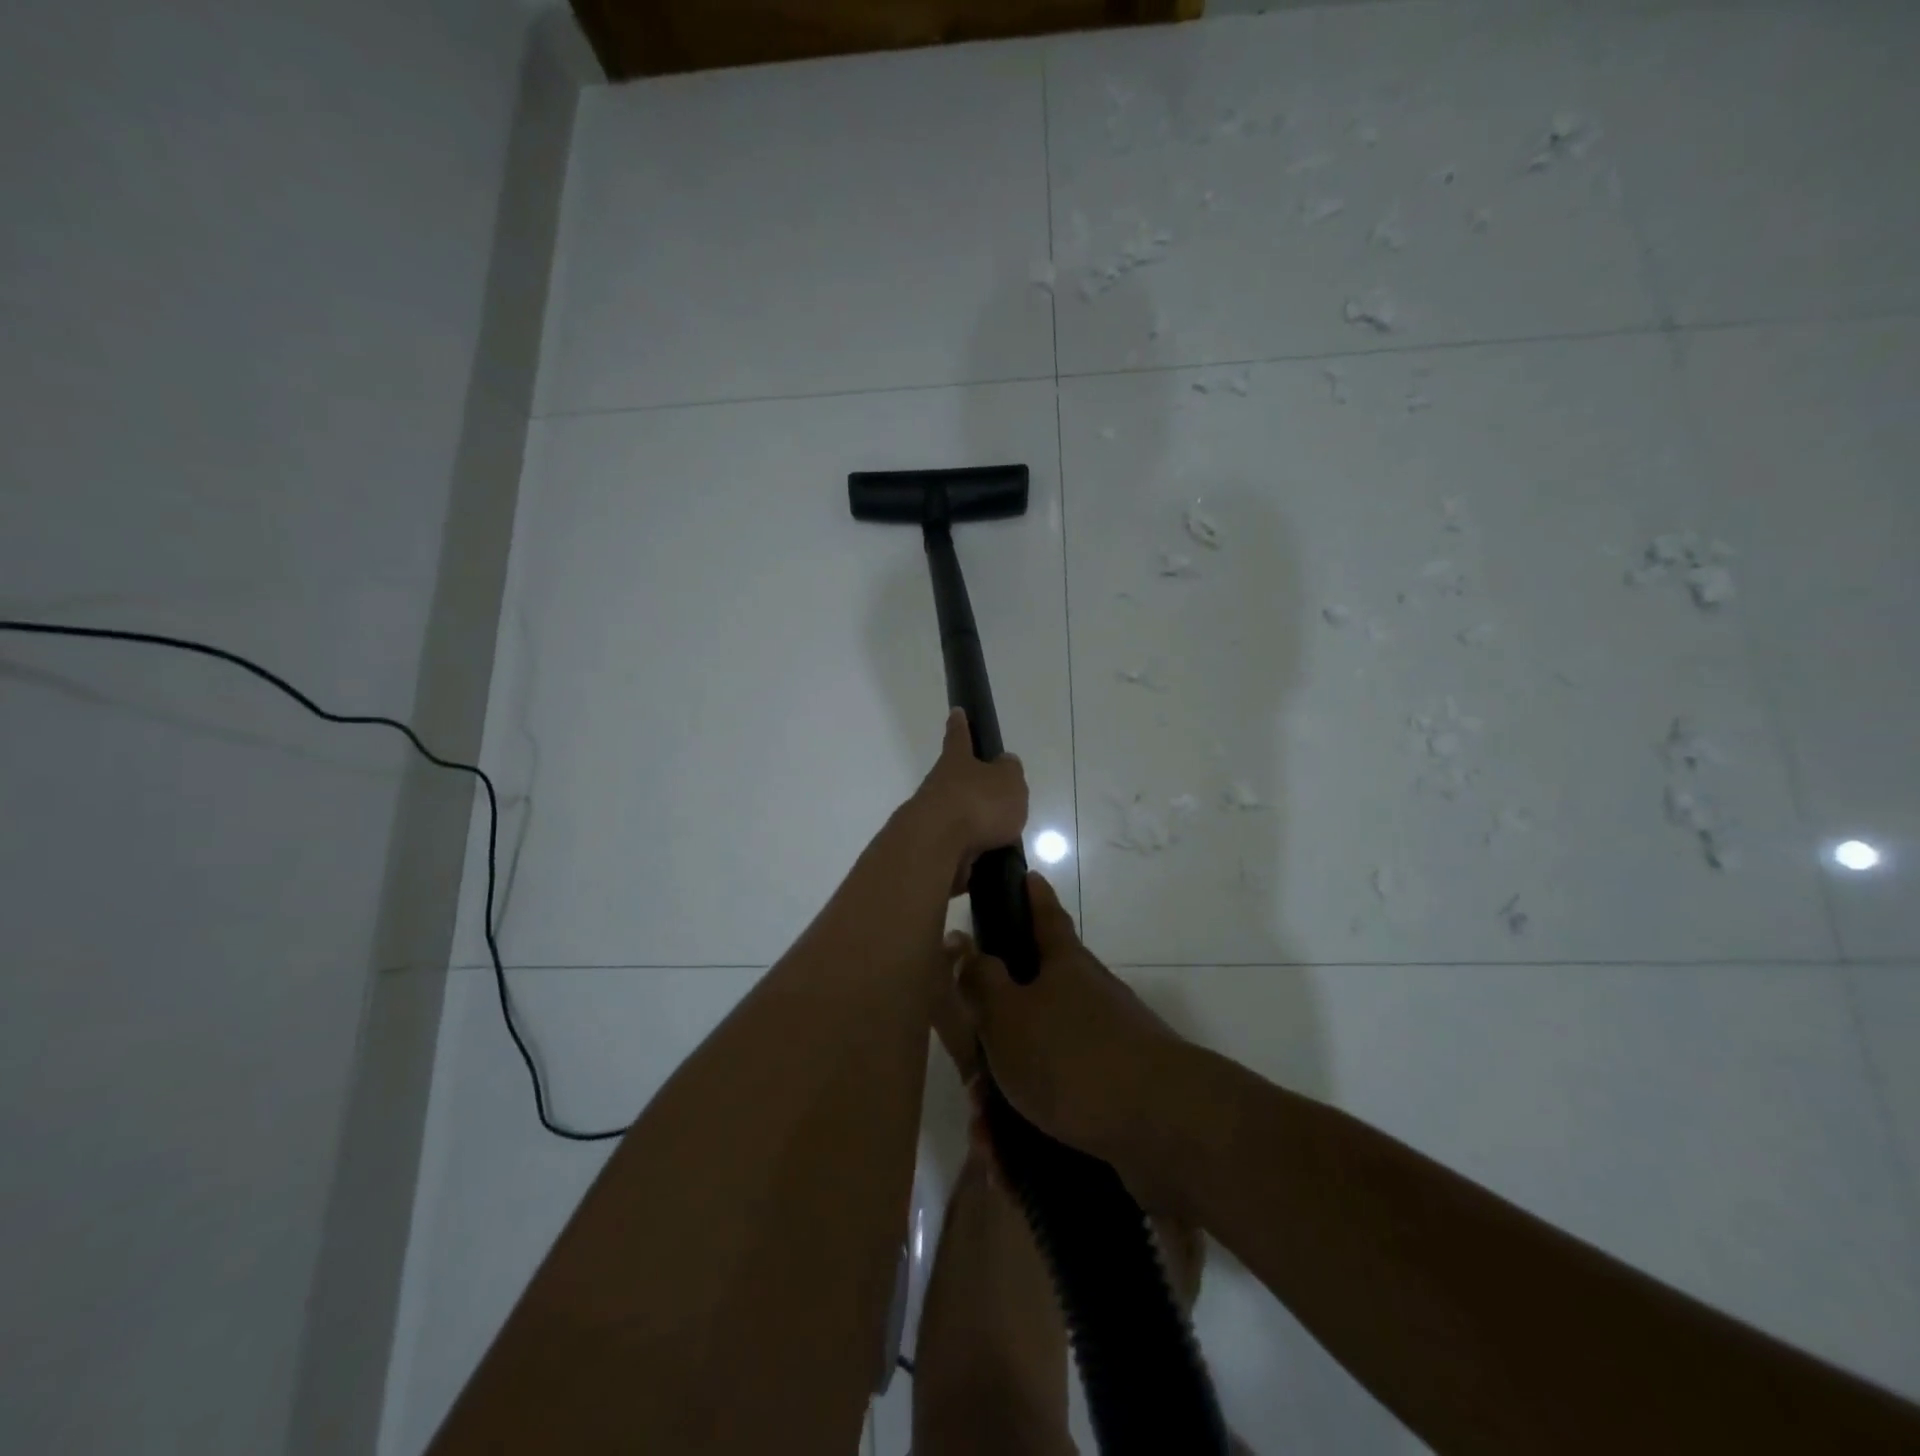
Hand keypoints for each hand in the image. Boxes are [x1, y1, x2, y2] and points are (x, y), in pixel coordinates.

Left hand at [911, 708, 1027, 894]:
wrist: (936, 847)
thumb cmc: (977, 804)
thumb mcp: (1008, 781)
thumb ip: (1010, 771)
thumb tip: (1004, 764)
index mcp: (956, 762)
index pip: (959, 737)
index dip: (960, 725)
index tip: (956, 712)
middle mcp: (938, 786)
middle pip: (955, 781)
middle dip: (971, 787)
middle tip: (994, 798)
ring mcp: (931, 819)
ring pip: (956, 817)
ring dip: (974, 826)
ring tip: (1001, 838)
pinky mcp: (931, 851)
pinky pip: (956, 849)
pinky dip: (970, 855)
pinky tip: (988, 864)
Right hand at [947, 872, 1188, 1201]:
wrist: (1163, 1128)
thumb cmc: (1072, 1056)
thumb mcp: (1008, 1015)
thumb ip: (979, 980)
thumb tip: (959, 940)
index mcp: (1063, 966)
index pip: (1044, 914)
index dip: (1031, 895)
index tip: (1025, 874)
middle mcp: (1086, 999)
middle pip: (1030, 1001)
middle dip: (993, 1039)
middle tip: (969, 1076)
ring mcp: (1104, 1048)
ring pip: (1038, 1063)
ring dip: (1005, 1099)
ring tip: (986, 1138)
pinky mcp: (1113, 1097)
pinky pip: (1059, 1106)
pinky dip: (1030, 1132)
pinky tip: (1009, 1166)